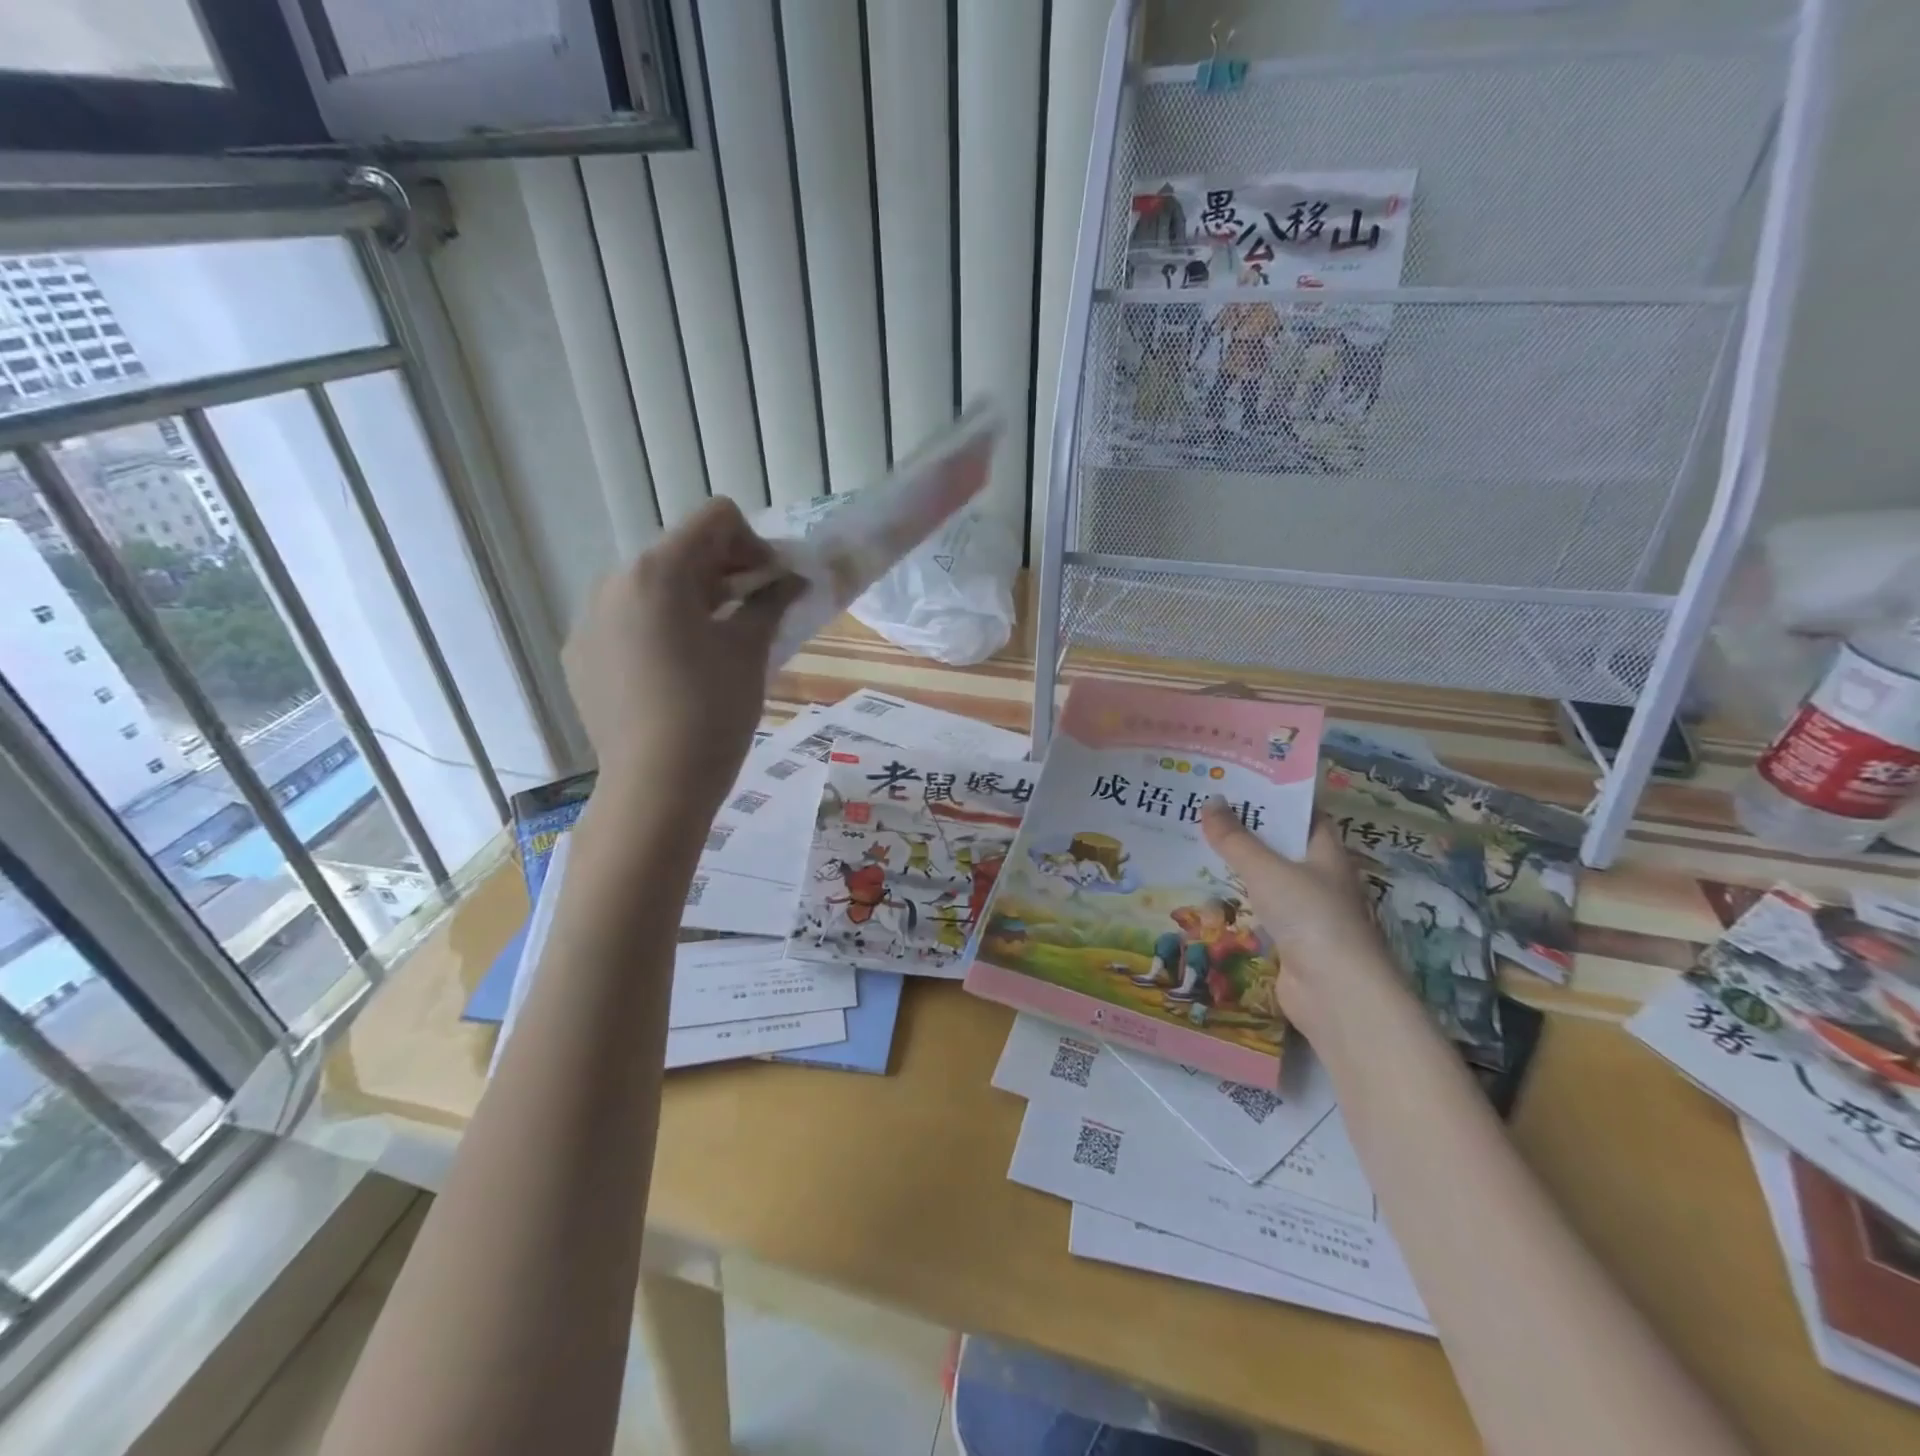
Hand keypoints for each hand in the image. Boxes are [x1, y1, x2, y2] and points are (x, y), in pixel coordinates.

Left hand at [563, 499, 801, 811]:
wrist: (656, 786)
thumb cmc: (713, 711)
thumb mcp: (750, 651)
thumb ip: (771, 602)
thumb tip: (793, 580)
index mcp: (658, 570)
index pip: (715, 519)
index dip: (755, 544)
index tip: (772, 585)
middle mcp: (615, 581)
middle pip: (680, 551)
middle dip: (724, 572)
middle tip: (752, 612)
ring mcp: (590, 619)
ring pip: (651, 587)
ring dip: (691, 600)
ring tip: (715, 645)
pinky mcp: (580, 655)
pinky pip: (626, 622)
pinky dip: (657, 629)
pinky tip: (675, 673)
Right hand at [1200, 799, 1408, 1043]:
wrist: (1336, 994)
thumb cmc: (1311, 916)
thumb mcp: (1267, 869)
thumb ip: (1236, 838)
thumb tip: (1210, 801)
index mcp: (1325, 852)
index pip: (1302, 813)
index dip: (1273, 796)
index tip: (1236, 782)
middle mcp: (1318, 878)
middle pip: (1279, 845)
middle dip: (1244, 829)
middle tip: (1201, 809)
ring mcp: (1304, 911)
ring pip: (1265, 879)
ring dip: (1235, 866)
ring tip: (1192, 843)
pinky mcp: (1288, 940)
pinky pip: (1256, 910)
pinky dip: (1234, 900)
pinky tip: (1204, 891)